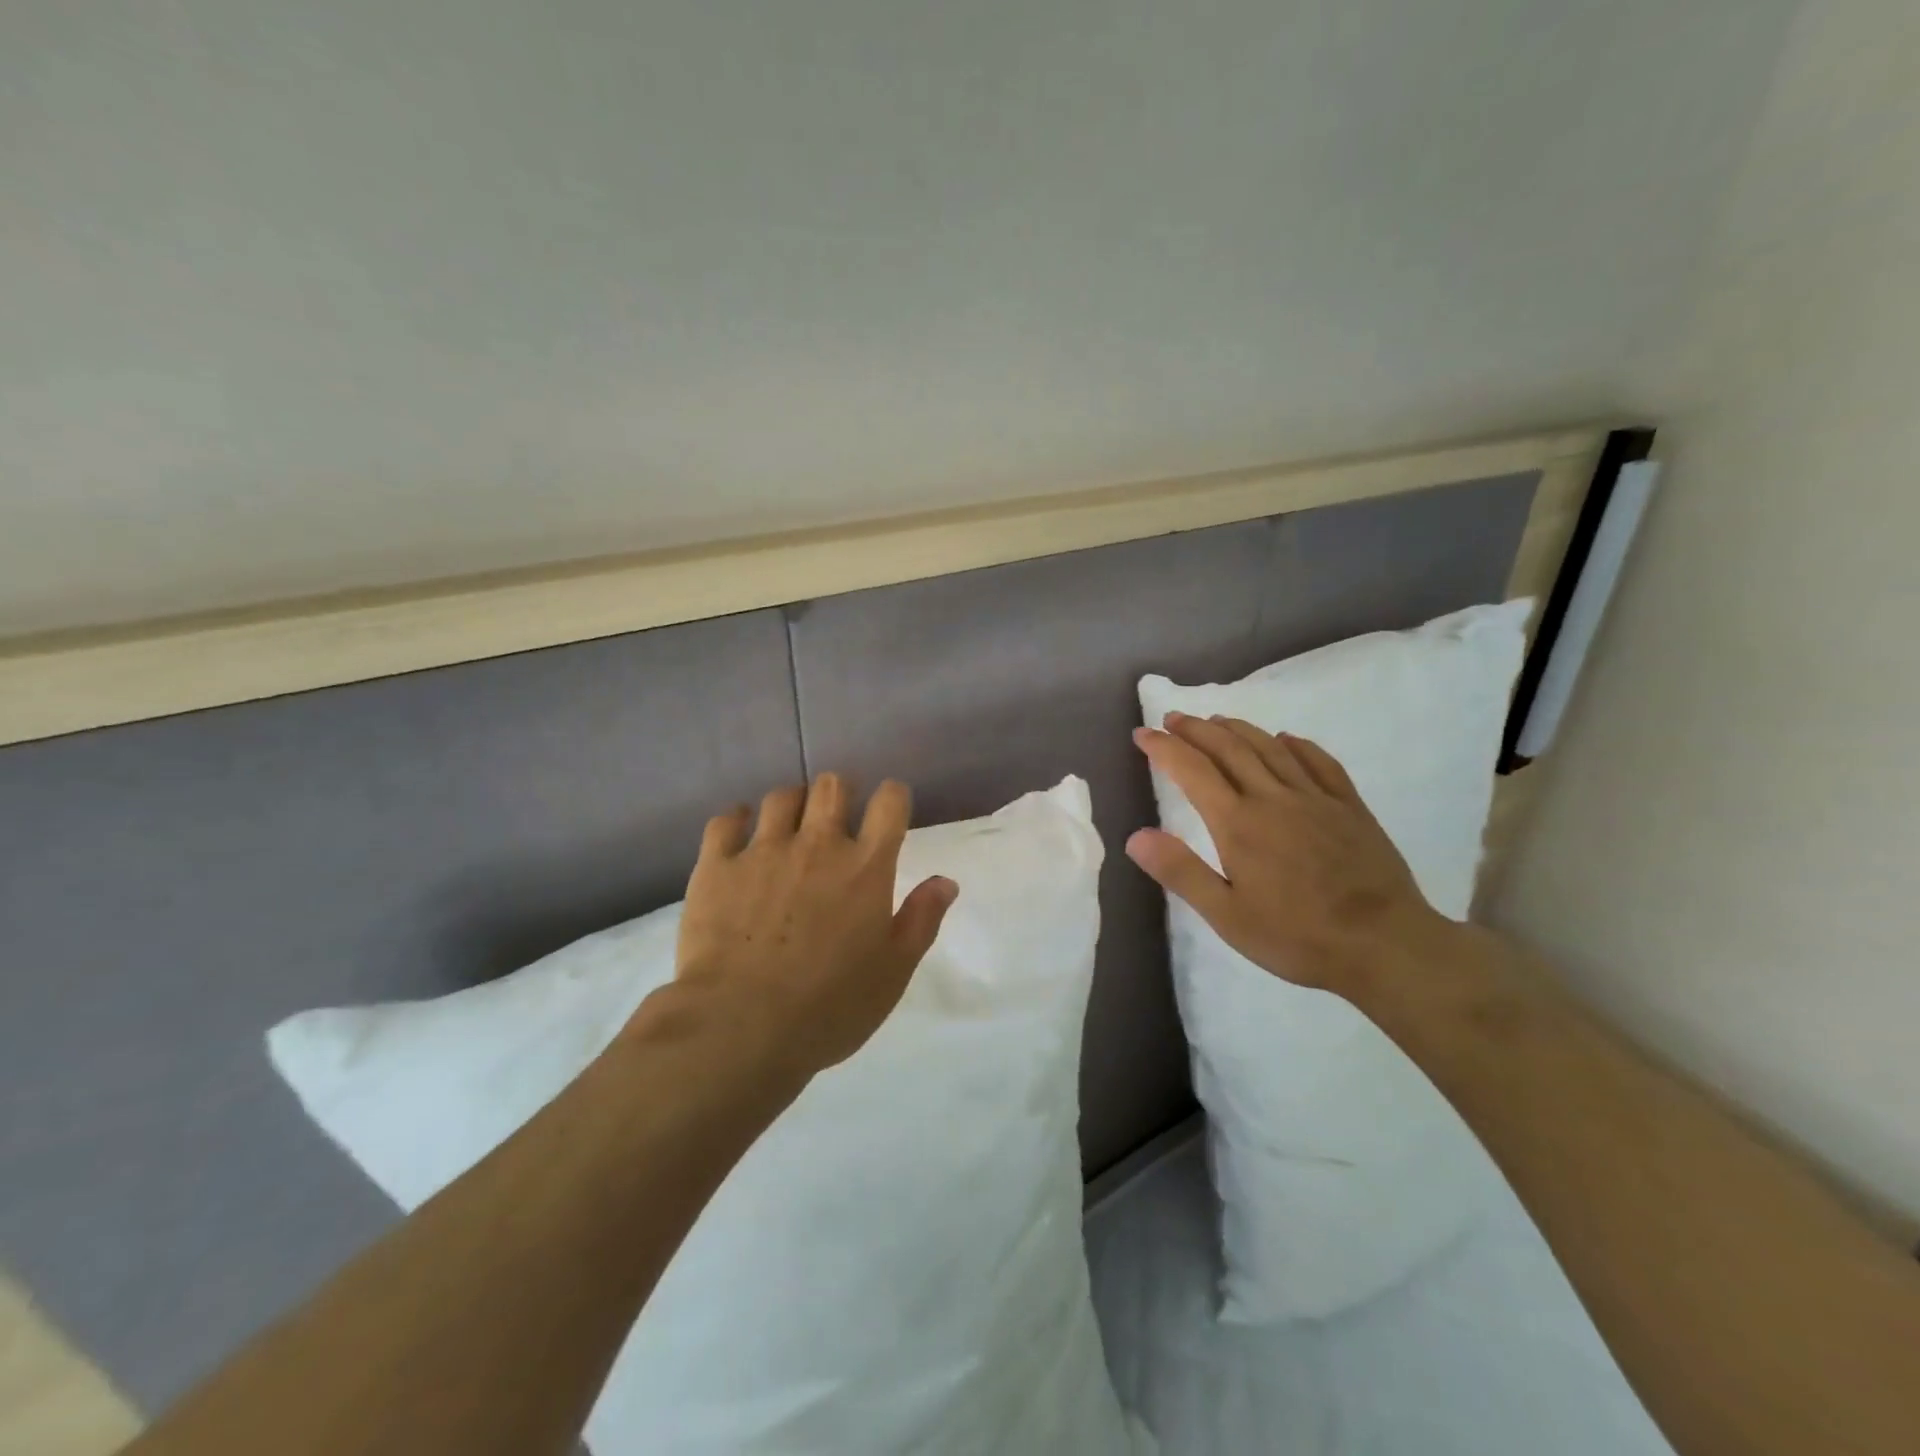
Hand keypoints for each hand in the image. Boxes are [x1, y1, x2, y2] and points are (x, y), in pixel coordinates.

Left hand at [671, 773, 957, 1077]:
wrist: (740, 1026)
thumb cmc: (829, 1006)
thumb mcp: (893, 972)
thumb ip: (921, 919)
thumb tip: (946, 881)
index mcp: (865, 866)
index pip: (889, 802)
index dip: (892, 797)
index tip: (889, 810)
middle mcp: (817, 844)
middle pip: (832, 785)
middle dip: (840, 792)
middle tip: (836, 817)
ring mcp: (763, 851)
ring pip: (781, 797)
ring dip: (792, 805)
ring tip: (789, 828)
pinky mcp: (716, 866)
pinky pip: (725, 821)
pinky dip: (736, 820)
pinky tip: (740, 832)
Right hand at [1127, 712, 1452, 995]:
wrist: (1386, 945)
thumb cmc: (1298, 937)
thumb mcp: (1227, 916)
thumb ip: (1181, 872)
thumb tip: (1135, 836)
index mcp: (1238, 823)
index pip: (1192, 770)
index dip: (1164, 748)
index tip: (1142, 734)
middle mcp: (1273, 798)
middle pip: (1229, 748)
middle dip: (1196, 729)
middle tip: (1173, 717)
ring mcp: (1316, 798)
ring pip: (1270, 748)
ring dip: (1239, 728)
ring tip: (1217, 719)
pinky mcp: (1350, 807)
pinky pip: (1320, 762)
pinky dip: (1298, 744)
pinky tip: (1287, 738)